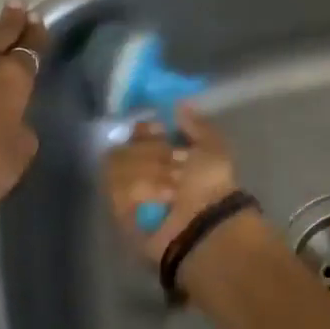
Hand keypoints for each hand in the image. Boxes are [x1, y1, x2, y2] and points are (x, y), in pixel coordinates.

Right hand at [102, 105, 240, 264]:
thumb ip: (196, 124)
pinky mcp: (119, 213)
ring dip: (150, 172)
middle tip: (174, 165)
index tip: (160, 131)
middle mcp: (141, 173)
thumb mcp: (212, 148)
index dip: (145, 130)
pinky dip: (142, 189)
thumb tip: (180, 105)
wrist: (207, 224)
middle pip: (124, 146)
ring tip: (172, 188)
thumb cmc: (212, 184)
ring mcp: (127, 194)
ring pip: (117, 164)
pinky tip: (162, 198)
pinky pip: (117, 188)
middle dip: (150, 152)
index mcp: (163, 156)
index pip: (136, 133)